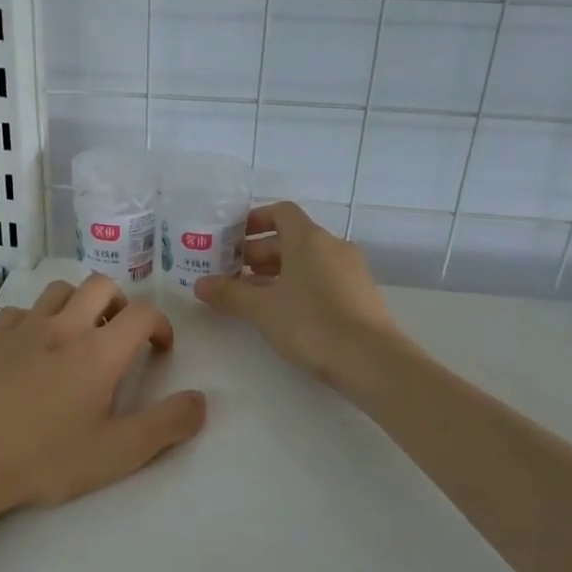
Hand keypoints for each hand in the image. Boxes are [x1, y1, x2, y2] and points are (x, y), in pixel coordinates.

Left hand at [0, 274, 206, 518]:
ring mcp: (23, 327)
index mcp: (99, 351)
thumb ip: (166, 426)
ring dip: (80, 304)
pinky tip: (35, 349)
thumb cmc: (43, 459)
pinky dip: (39, 319)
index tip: (160, 349)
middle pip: (102, 285)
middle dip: (121, 304)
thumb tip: (201, 400)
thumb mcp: (116, 454)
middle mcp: (64, 326)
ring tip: (81, 337)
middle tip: (122, 337)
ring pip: (61, 289)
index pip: (143, 313)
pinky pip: (23, 310)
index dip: (161, 325)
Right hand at [193, 202, 399, 387]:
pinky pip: (322, 278)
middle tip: (232, 274)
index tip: (233, 239)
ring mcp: (350, 270)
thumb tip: (200, 284)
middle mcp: (333, 246)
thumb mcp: (261, 309)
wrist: (371, 360)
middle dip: (258, 253)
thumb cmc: (311, 324)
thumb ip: (229, 293)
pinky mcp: (359, 294)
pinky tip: (282, 313)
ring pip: (306, 261)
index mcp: (309, 238)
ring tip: (251, 297)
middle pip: (291, 238)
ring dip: (277, 272)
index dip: (255, 220)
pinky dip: (298, 286)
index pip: (281, 212)